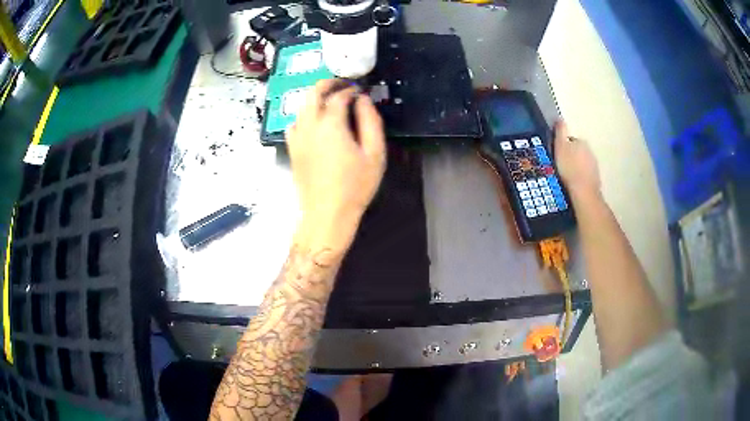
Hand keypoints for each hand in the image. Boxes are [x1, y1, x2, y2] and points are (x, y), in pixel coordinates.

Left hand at [287, 79, 386, 249]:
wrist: (327, 213)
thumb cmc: (355, 186)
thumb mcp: (374, 154)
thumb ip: (370, 122)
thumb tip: (363, 100)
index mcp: (331, 124)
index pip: (339, 96)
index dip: (350, 89)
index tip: (360, 91)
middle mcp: (310, 125)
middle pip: (313, 93)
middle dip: (328, 83)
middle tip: (342, 84)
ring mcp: (297, 137)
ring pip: (301, 106)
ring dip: (315, 98)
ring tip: (330, 100)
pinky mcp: (292, 149)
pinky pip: (293, 123)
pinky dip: (303, 116)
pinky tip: (313, 122)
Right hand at [553, 121, 600, 198]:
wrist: (583, 191)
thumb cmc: (569, 168)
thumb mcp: (560, 147)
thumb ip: (560, 131)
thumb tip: (560, 119)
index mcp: (581, 142)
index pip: (569, 140)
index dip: (562, 147)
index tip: (557, 155)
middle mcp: (590, 151)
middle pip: (577, 151)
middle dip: (571, 156)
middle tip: (561, 166)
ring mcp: (594, 165)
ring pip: (582, 162)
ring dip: (576, 166)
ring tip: (567, 176)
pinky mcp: (595, 178)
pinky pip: (586, 174)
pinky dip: (581, 176)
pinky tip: (574, 183)